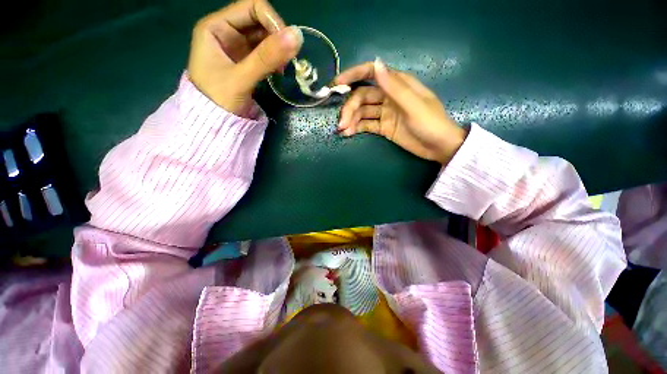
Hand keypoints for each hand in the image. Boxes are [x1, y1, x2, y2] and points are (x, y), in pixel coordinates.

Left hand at [188, 0, 302, 115]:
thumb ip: (267, 58)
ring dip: (277, 49)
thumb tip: (297, 36)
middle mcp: (226, 32)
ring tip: (282, 68)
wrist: (213, 123)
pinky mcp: (245, 62)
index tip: (287, 43)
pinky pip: (264, 53)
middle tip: (287, 59)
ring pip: (264, 38)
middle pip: (259, 21)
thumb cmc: (219, 100)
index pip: (251, 7)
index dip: (272, 21)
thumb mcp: (241, 78)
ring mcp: (236, 48)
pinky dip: (274, 59)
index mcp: (216, 27)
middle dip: (276, 37)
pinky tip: (278, 71)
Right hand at [334, 59, 466, 163]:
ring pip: (362, 112)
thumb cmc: (431, 123)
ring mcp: (384, 113)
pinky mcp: (383, 127)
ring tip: (343, 130)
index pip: (371, 73)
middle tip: (341, 123)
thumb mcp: (414, 105)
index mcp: (397, 84)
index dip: (353, 75)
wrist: (438, 147)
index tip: (337, 84)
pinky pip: (366, 125)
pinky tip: (348, 133)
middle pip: (362, 97)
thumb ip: (394, 87)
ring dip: (351, 119)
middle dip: (350, 108)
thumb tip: (376, 64)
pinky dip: (356, 128)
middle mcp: (388, 96)